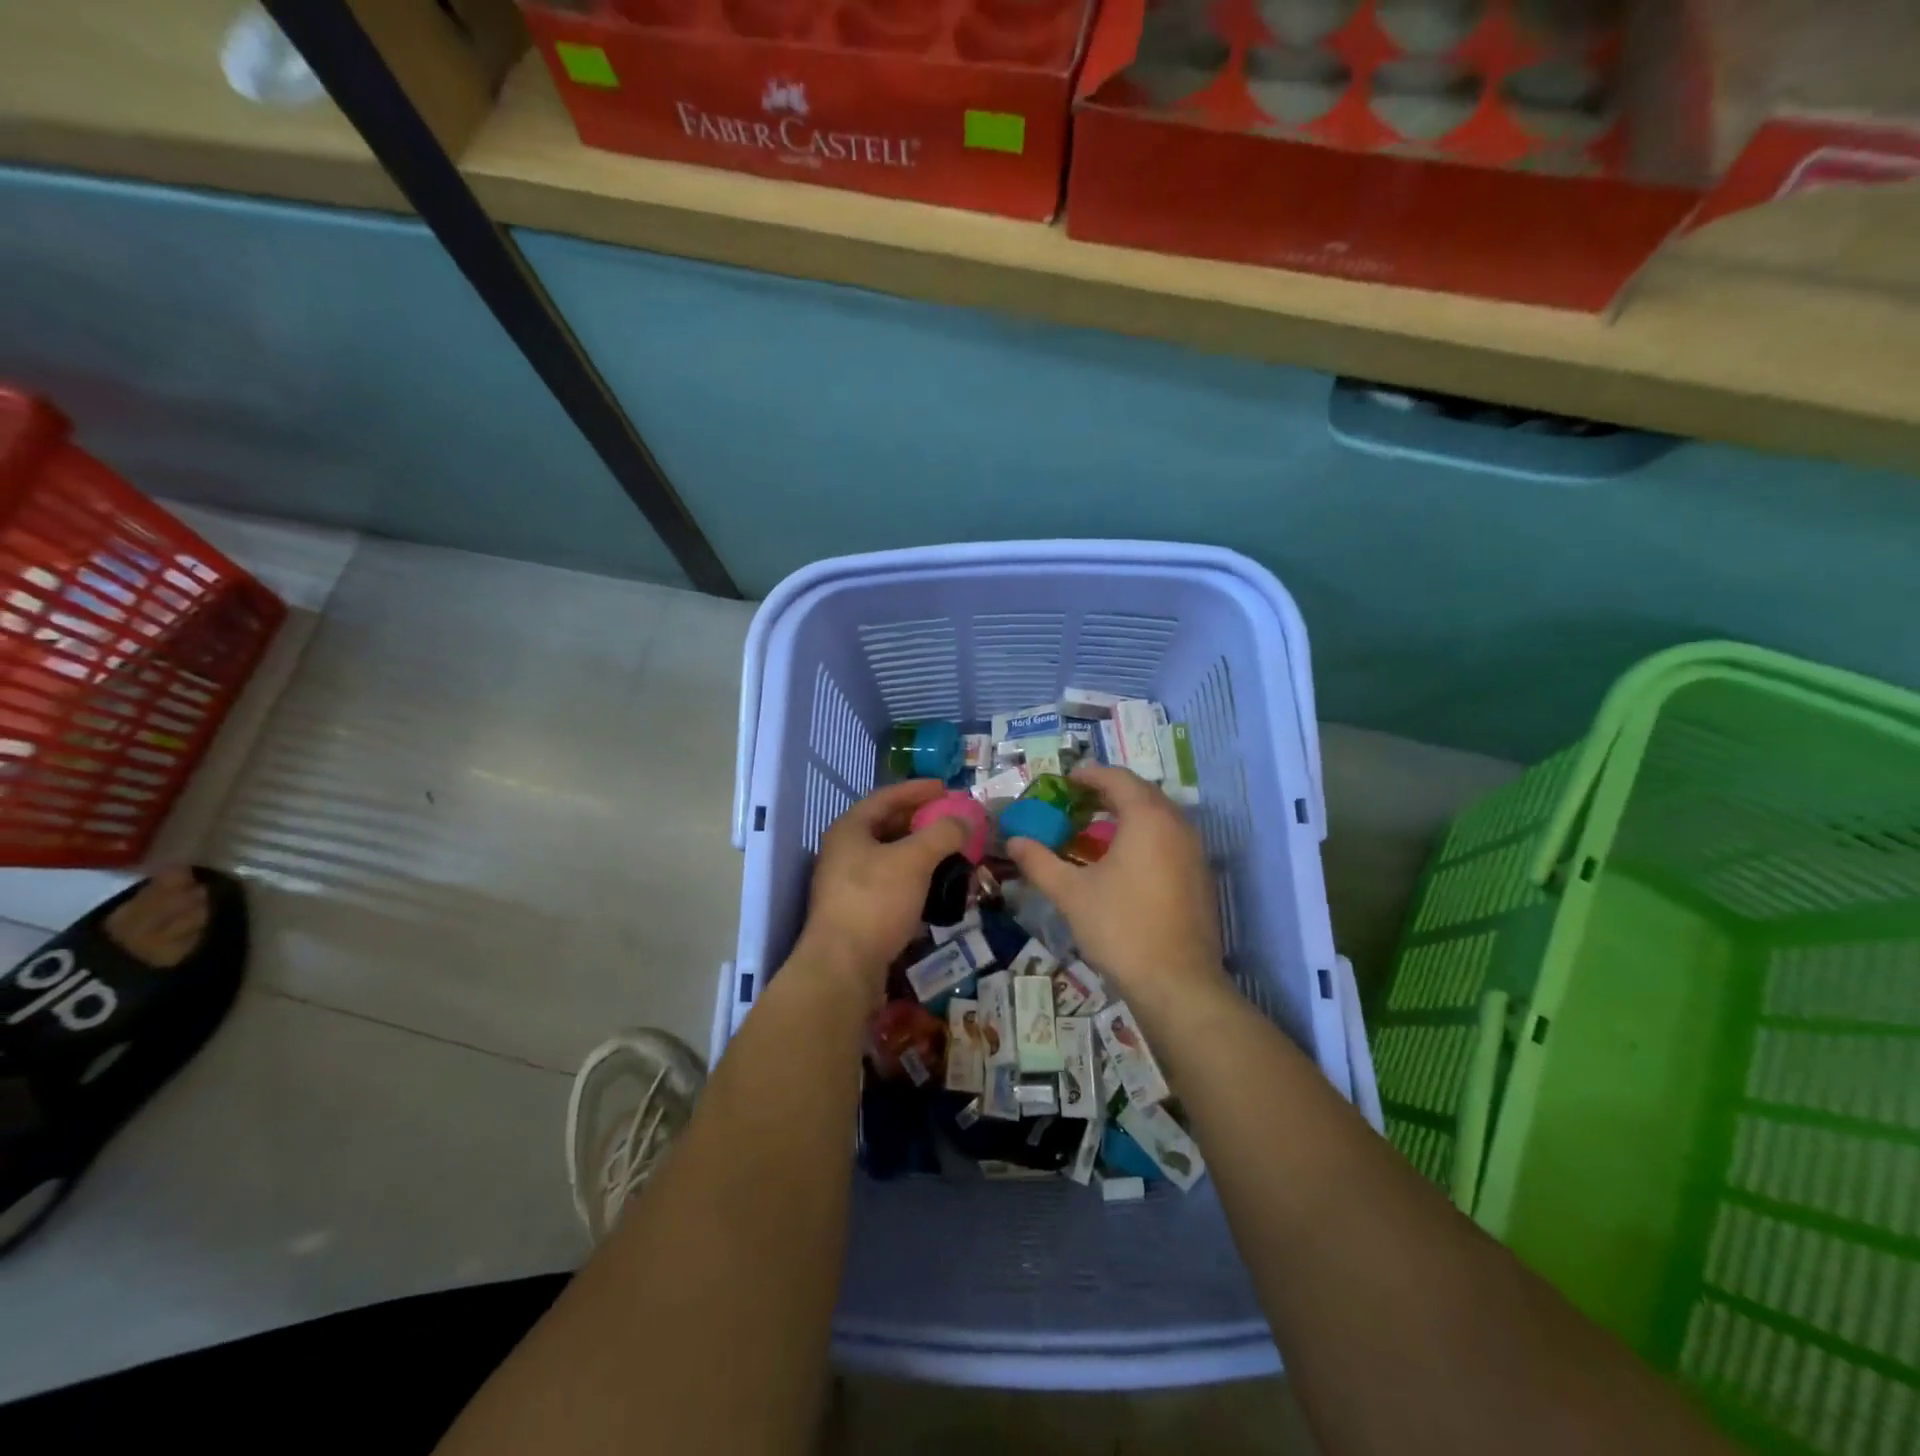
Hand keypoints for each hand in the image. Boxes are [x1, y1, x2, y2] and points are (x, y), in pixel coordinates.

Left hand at [797, 779, 967, 986]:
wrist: (843, 967)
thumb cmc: (875, 901)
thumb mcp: (914, 860)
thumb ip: (943, 833)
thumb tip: (965, 819)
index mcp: (850, 829)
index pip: (887, 797)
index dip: (918, 790)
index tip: (947, 787)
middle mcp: (844, 851)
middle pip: (888, 826)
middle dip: (923, 822)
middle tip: (953, 821)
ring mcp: (847, 884)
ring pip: (891, 858)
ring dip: (922, 853)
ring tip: (952, 854)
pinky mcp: (857, 912)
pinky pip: (891, 885)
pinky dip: (915, 880)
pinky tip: (937, 888)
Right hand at [1005, 764, 1229, 1014]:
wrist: (1177, 983)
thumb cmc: (1120, 928)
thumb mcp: (1071, 893)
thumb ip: (1040, 862)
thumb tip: (1014, 841)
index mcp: (1147, 818)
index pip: (1118, 778)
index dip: (1090, 774)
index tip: (1066, 779)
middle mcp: (1177, 825)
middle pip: (1142, 792)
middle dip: (1109, 790)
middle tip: (1078, 800)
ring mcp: (1194, 851)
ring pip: (1160, 816)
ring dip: (1130, 812)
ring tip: (1097, 827)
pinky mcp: (1200, 876)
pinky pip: (1171, 838)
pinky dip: (1146, 835)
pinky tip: (1125, 859)